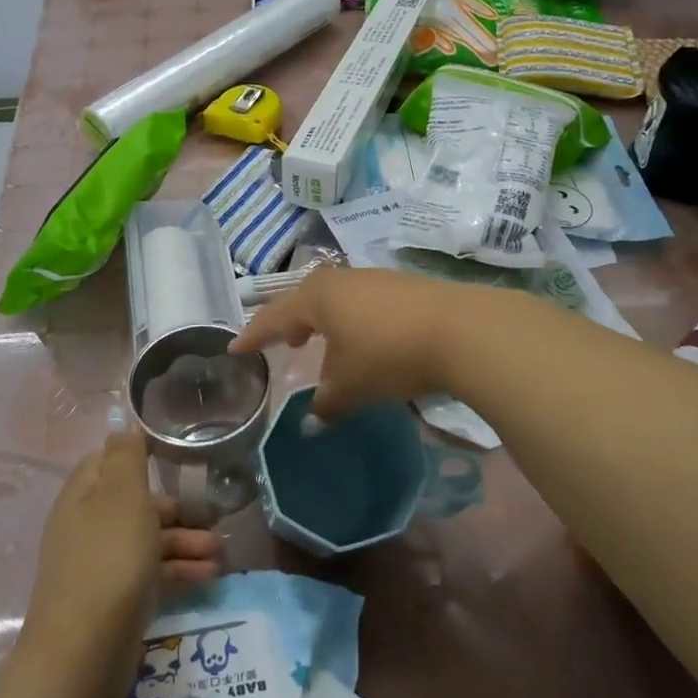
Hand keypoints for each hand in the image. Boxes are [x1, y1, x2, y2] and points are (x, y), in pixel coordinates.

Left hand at [22, 426, 221, 671]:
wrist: (84, 653)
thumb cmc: (109, 560)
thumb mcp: (122, 496)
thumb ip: (126, 457)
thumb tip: (123, 425)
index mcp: (83, 495)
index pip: (109, 460)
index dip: (141, 454)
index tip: (179, 457)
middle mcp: (87, 526)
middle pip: (135, 503)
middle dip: (177, 507)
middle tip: (212, 515)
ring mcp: (99, 565)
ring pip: (147, 540)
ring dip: (185, 542)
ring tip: (220, 552)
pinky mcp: (113, 600)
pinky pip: (149, 573)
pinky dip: (178, 571)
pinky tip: (208, 577)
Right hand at [231, 266, 464, 421]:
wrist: (461, 330)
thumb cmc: (389, 355)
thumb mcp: (351, 386)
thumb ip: (326, 403)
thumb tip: (315, 418)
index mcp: (317, 298)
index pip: (274, 317)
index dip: (254, 335)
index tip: (236, 349)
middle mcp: (342, 280)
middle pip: (306, 299)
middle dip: (291, 322)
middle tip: (285, 342)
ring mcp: (375, 279)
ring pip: (337, 299)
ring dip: (325, 322)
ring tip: (326, 345)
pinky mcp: (405, 286)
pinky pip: (363, 303)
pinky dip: (353, 321)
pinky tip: (366, 341)